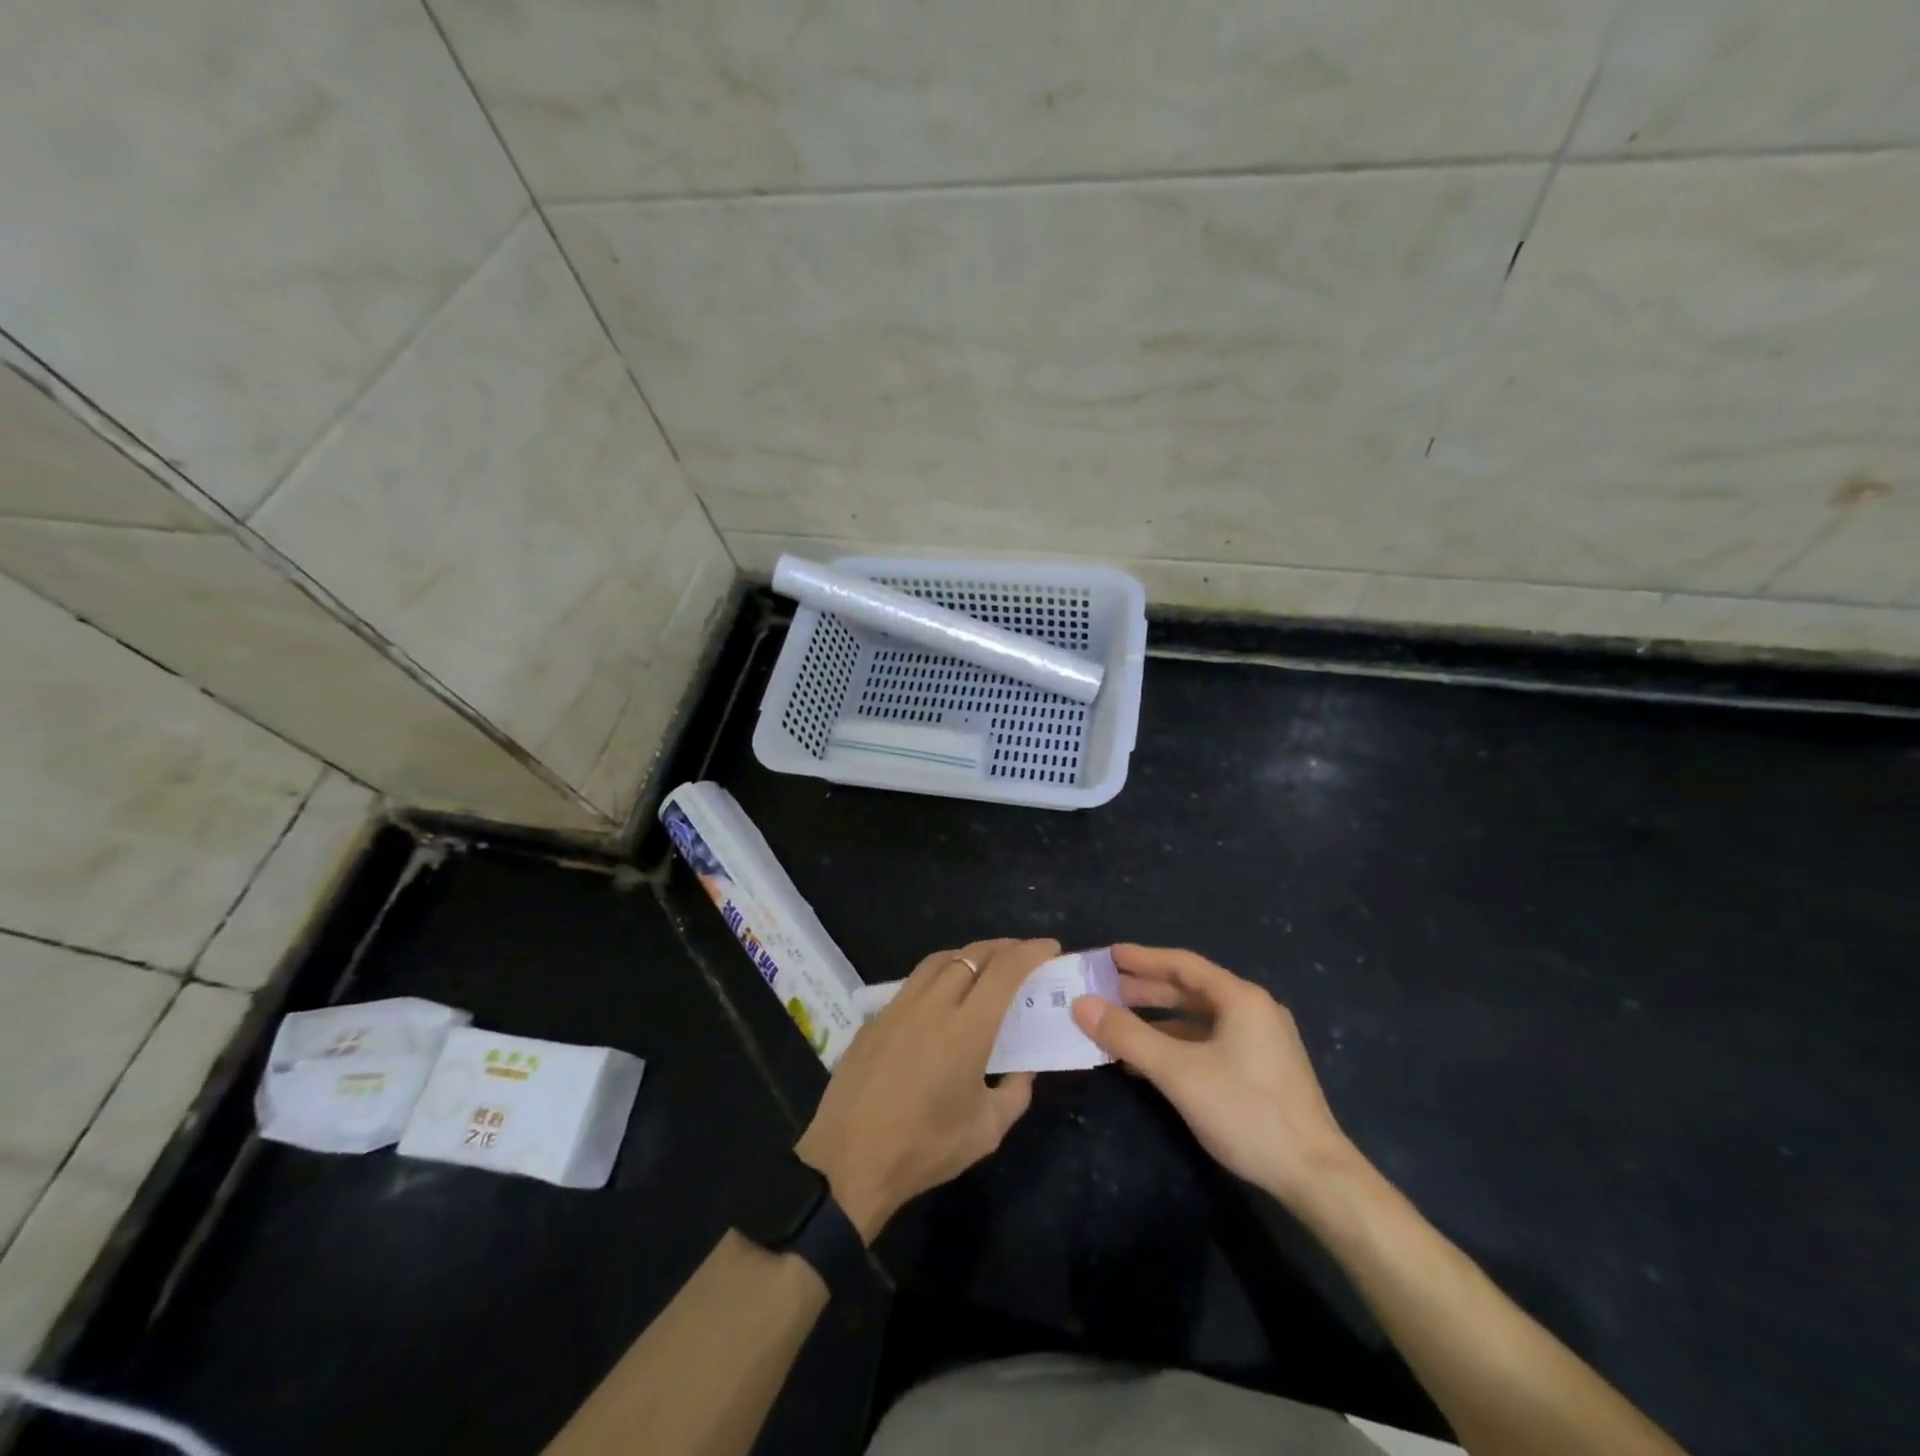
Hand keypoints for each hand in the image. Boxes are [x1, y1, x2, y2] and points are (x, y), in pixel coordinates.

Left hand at [795, 937, 1057, 1240]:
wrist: (849, 1161)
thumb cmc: (925, 1148)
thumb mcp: (987, 1130)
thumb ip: (1015, 1092)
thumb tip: (1024, 1067)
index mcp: (967, 1029)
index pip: (1005, 971)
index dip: (1031, 952)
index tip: (1051, 947)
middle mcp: (933, 1005)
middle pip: (972, 955)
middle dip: (1004, 948)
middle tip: (1023, 956)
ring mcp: (899, 1007)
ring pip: (939, 961)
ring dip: (969, 955)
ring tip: (985, 967)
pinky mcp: (875, 1018)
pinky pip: (914, 982)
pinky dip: (939, 975)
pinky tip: (942, 998)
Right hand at [1071, 944, 1359, 1208]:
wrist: (1316, 1176)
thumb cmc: (1246, 1111)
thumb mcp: (1178, 1072)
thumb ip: (1128, 1035)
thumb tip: (1081, 1004)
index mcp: (1240, 998)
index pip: (1182, 964)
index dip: (1143, 958)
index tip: (1108, 956)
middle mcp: (1254, 1010)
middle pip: (1191, 990)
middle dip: (1146, 991)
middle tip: (1105, 990)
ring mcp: (1261, 1041)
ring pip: (1200, 1019)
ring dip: (1159, 1021)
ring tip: (1119, 1026)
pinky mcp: (1262, 1069)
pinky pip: (1210, 1042)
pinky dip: (1177, 1045)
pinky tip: (1150, 1063)